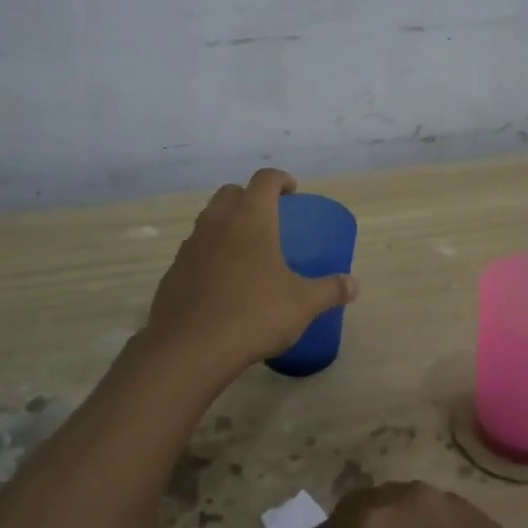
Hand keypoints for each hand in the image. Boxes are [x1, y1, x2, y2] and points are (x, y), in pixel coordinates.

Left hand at [143, 168, 357, 372]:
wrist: (189, 348)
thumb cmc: (253, 314)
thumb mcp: (302, 304)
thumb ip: (329, 290)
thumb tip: (353, 284)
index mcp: (251, 217)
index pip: (265, 179)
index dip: (280, 180)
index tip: (292, 191)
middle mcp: (217, 221)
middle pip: (232, 192)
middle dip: (250, 197)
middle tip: (268, 218)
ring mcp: (190, 245)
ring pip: (209, 219)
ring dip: (227, 224)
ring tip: (246, 250)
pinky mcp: (174, 271)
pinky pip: (195, 250)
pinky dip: (210, 254)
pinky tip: (222, 281)